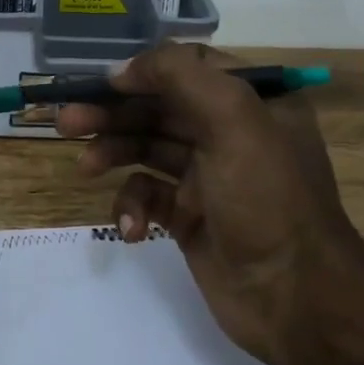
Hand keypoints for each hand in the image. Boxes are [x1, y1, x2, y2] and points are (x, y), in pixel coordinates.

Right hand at [56, 44, 363, 364]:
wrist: (296, 298)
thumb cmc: (267, 197)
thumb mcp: (234, 119)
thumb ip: (179, 75)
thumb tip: (124, 69)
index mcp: (252, 100)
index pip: (188, 67)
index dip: (143, 71)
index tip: (103, 85)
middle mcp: (230, 132)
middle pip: (158, 108)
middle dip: (113, 112)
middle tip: (66, 122)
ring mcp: (209, 177)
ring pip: (147, 149)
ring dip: (113, 153)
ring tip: (84, 166)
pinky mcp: (190, 217)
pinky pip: (150, 197)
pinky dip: (133, 206)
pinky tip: (131, 227)